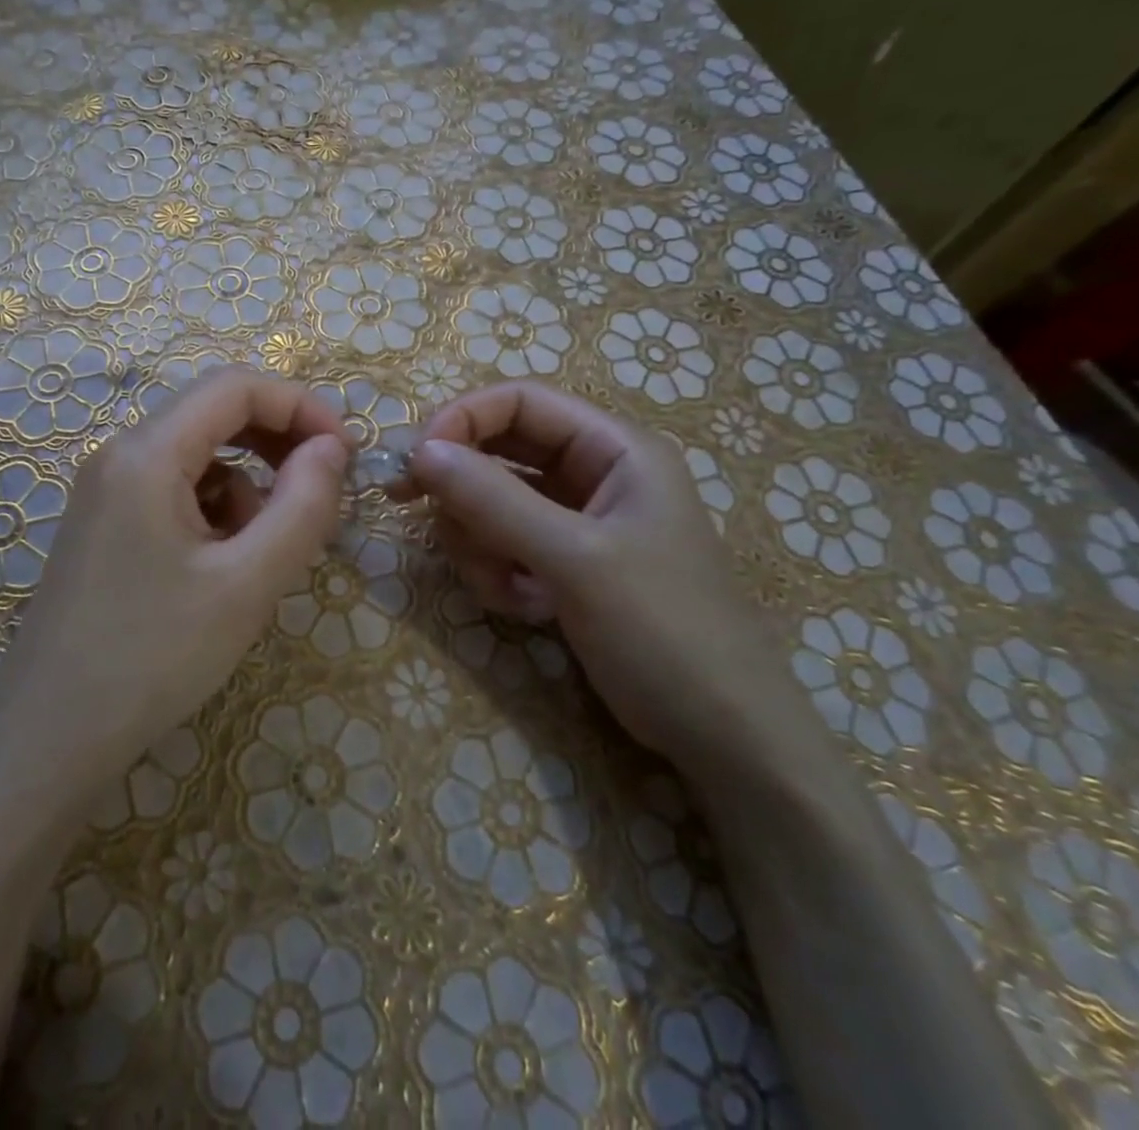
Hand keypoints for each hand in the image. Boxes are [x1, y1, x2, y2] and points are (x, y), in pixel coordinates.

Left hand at [0, 365, 349, 772]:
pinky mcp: (106, 526)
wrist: (48, 741)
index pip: (235, 387)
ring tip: (262, 554)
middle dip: (278, 442)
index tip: (347, 454)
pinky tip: (221, 570)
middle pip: (214, 414)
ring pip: (199, 458)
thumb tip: (332, 449)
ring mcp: (107, 492)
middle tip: (323, 491)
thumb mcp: (247, 584)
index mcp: (147, 453)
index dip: (300, 405)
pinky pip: (176, 493)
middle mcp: (120, 456)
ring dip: (248, 487)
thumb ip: (302, 506)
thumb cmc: (153, 657)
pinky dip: (216, 513)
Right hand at [407, 382, 796, 764]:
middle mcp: (594, 474)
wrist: (722, 736)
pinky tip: (527, 609)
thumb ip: (494, 500)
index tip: (416, 462)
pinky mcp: (564, 563)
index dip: (462, 420)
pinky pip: (504, 544)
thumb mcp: (575, 560)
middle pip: (499, 452)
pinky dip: (499, 573)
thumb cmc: (663, 631)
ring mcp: (578, 521)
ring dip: (481, 544)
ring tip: (509, 590)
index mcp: (614, 449)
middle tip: (421, 518)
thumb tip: (420, 451)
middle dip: (464, 491)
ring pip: (492, 503)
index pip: (520, 401)